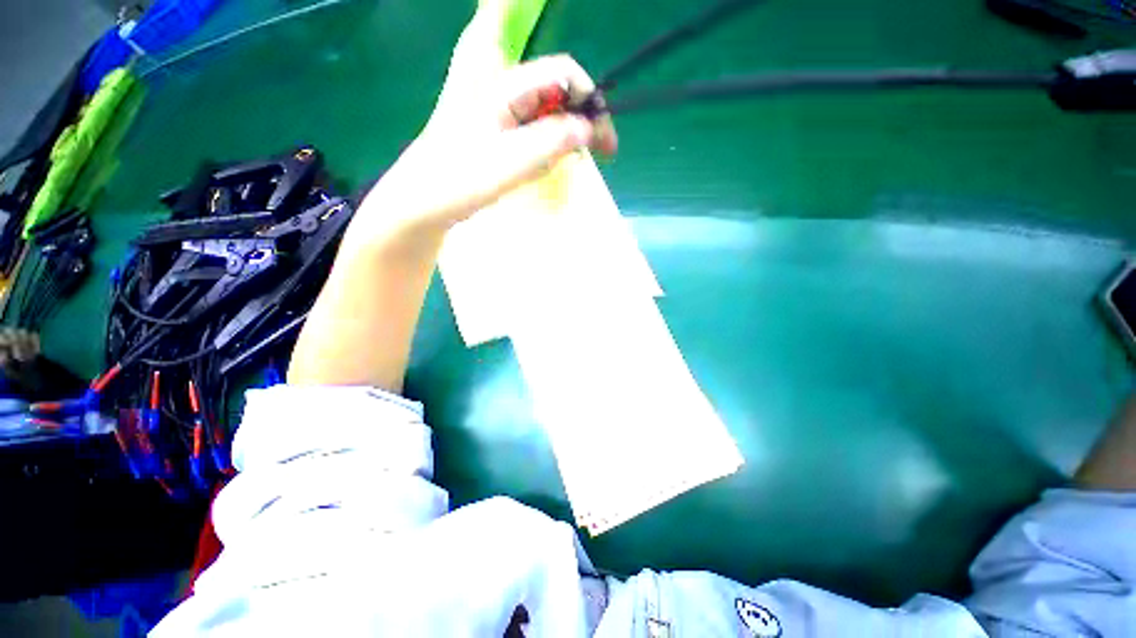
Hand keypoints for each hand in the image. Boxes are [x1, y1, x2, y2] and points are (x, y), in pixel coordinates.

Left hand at [348, 54, 617, 244]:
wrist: (423, 201)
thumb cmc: (460, 180)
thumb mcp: (510, 162)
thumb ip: (552, 142)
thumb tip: (589, 129)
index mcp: (505, 87)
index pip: (563, 74)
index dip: (590, 101)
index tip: (604, 140)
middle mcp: (505, 93)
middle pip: (558, 95)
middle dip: (580, 124)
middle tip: (596, 156)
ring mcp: (501, 114)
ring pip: (547, 119)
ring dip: (560, 143)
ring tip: (552, 170)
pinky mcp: (499, 135)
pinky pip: (533, 137)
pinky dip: (544, 153)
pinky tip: (533, 171)